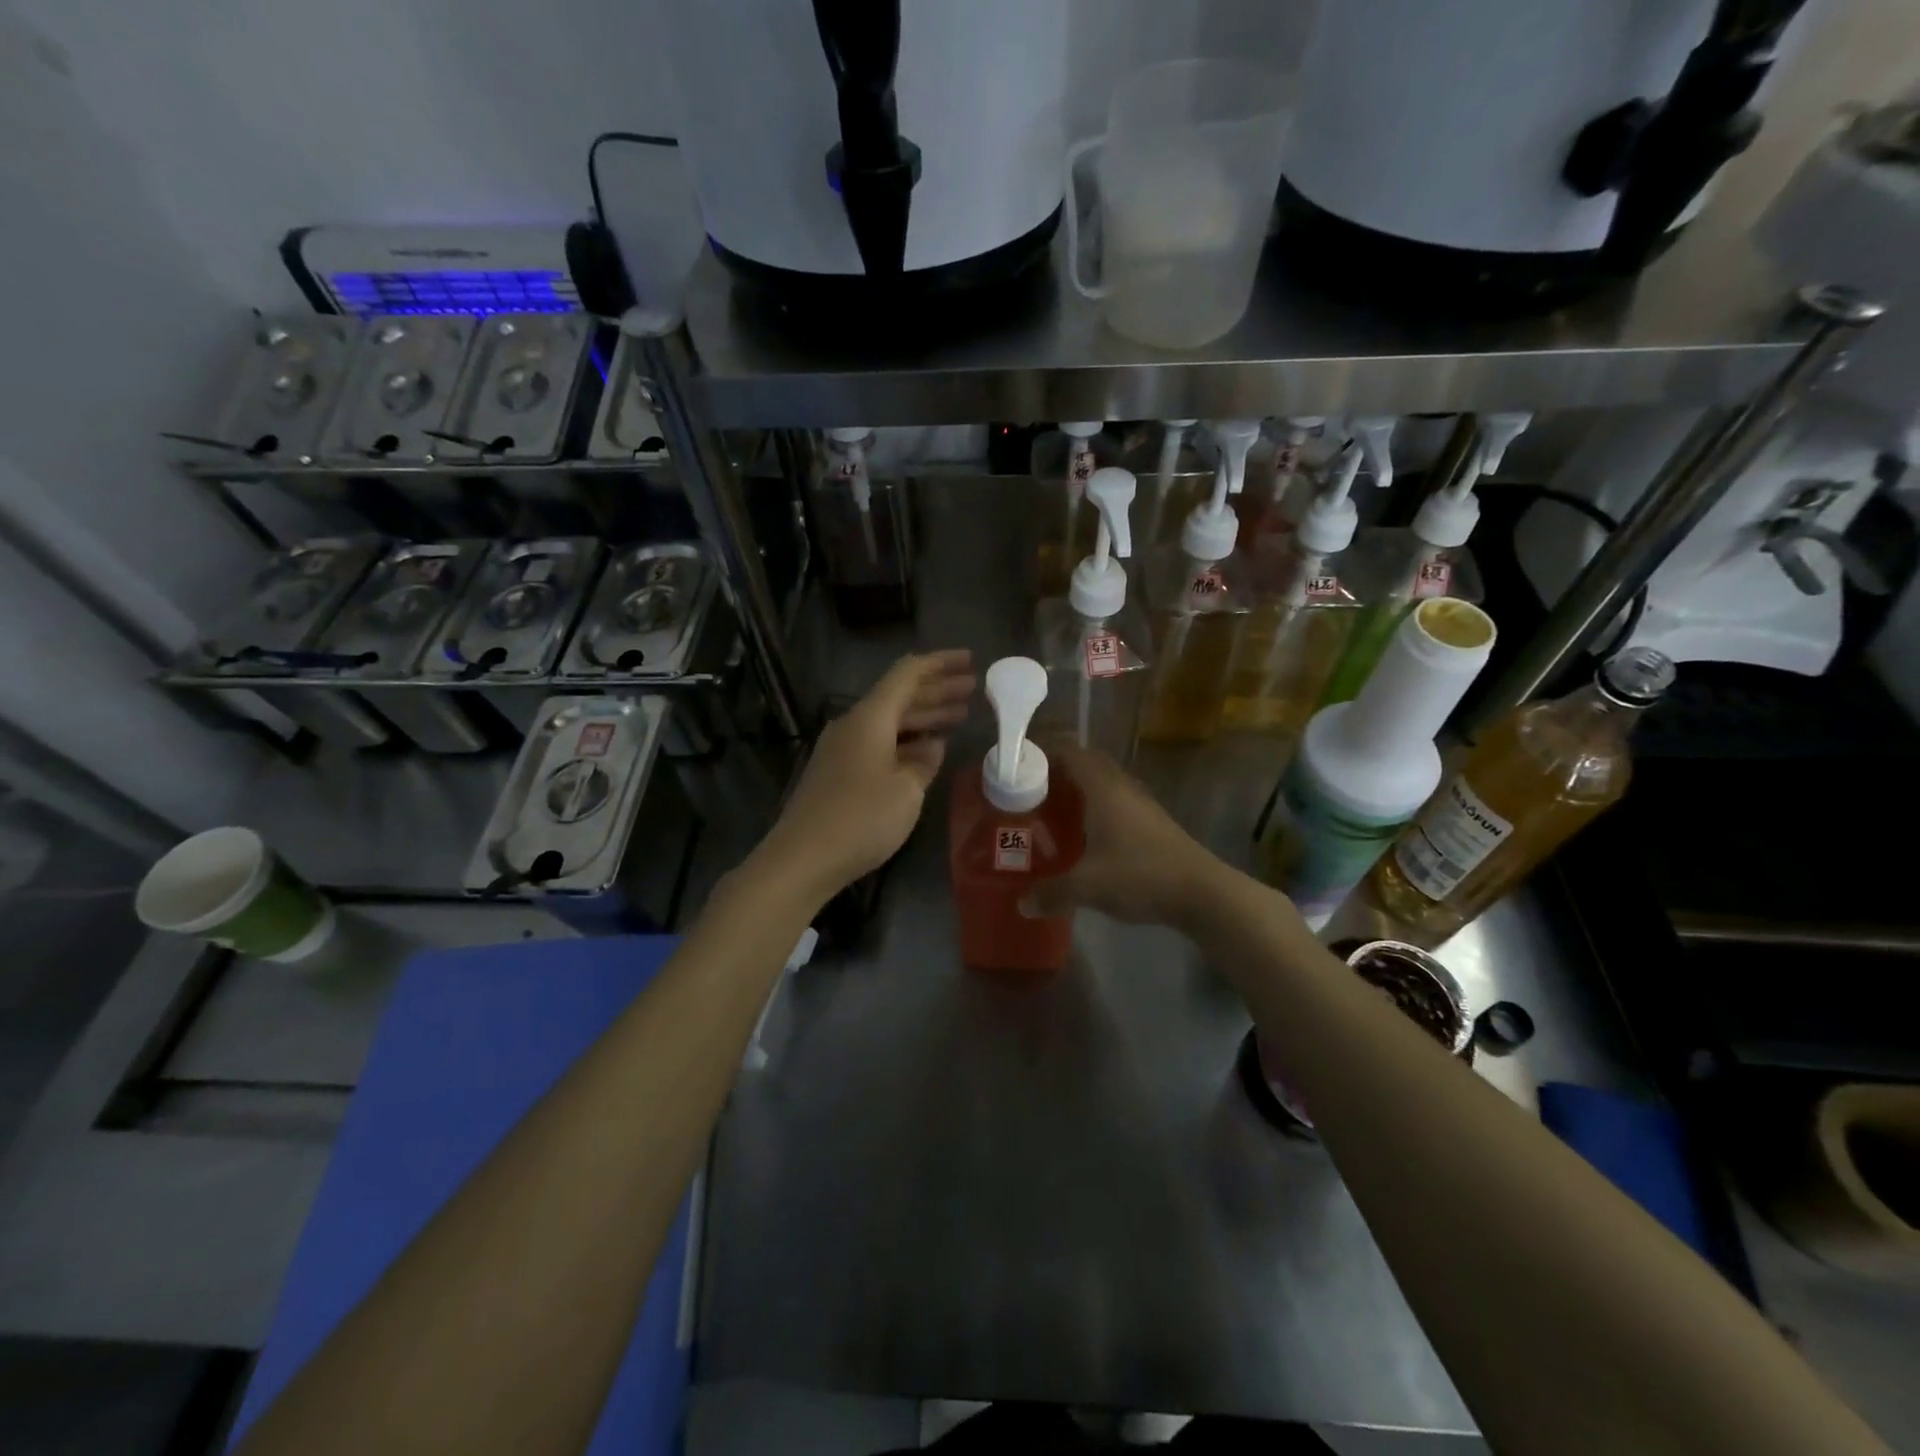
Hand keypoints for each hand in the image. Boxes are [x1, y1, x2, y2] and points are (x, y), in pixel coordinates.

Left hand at [754, 650, 975, 903]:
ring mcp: (842, 749)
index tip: (970, 660)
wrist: (803, 858)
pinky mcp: (838, 773)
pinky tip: (926, 750)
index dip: (940, 664)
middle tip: (973, 689)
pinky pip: (879, 743)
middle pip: (899, 696)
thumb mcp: (906, 789)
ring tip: (959, 716)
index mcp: (870, 717)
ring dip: (924, 716)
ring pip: (890, 721)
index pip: (907, 674)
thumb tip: (933, 744)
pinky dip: (906, 740)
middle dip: (937, 690)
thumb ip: (924, 761)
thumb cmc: (861, 818)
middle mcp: (853, 725)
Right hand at [1025, 737, 1225, 931]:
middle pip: (1085, 763)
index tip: (1017, 770)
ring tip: (1050, 814)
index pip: (1069, 750)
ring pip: (1102, 784)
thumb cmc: (1141, 875)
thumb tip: (1021, 903)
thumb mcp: (1088, 887)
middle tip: (1030, 794)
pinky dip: (1094, 810)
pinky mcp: (1151, 822)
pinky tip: (1083, 838)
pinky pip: (1115, 802)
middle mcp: (1122, 786)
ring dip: (1077, 791)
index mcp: (1103, 787)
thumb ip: (1051, 892)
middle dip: (1056, 773)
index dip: (1042, 753)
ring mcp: (1140, 803)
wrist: (1202, 892)